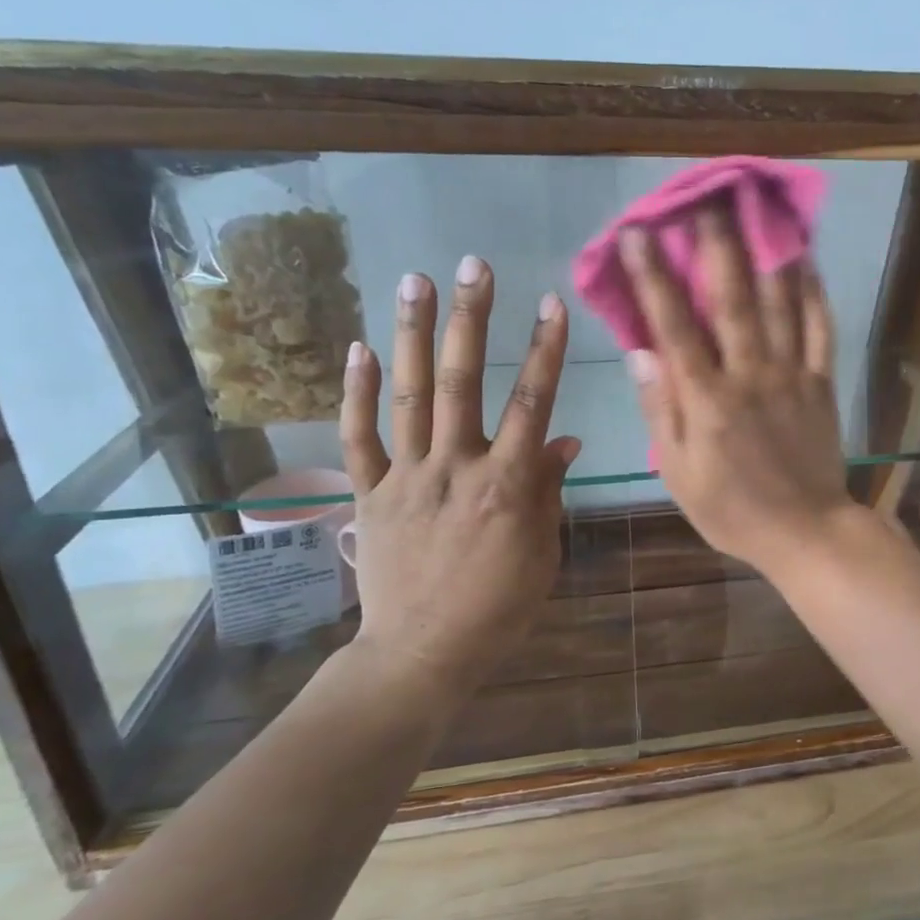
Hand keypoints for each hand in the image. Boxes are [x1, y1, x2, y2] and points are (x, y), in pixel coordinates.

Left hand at [337, 259, 580, 689]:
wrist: (422, 654)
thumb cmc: (498, 608)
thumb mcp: (542, 552)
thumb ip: (549, 490)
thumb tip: (564, 437)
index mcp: (507, 486)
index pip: (532, 404)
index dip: (544, 350)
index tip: (551, 303)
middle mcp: (455, 469)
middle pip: (461, 382)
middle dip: (469, 319)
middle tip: (472, 265)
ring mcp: (406, 478)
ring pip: (407, 396)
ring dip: (410, 335)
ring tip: (413, 280)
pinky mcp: (370, 495)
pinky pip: (359, 438)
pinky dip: (355, 393)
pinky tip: (358, 348)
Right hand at [618, 211, 853, 576]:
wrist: (804, 531)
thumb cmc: (732, 509)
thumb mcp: (678, 473)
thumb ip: (661, 411)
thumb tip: (640, 353)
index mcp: (708, 399)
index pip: (675, 326)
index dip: (654, 277)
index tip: (639, 233)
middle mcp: (749, 375)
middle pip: (732, 300)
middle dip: (717, 246)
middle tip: (707, 200)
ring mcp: (791, 375)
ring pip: (779, 305)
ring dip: (766, 254)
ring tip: (758, 211)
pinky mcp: (821, 383)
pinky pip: (819, 330)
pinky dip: (814, 293)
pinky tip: (808, 260)